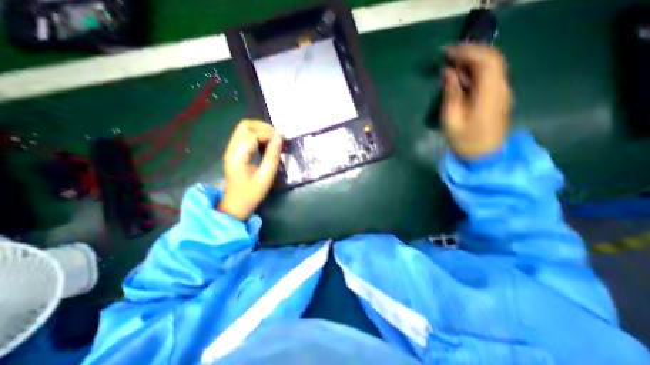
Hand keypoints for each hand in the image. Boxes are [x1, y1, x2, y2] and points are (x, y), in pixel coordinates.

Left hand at [218, 120, 282, 219]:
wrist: (235, 205)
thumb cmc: (251, 194)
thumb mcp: (266, 176)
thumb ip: (272, 156)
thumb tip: (279, 139)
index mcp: (237, 156)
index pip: (253, 135)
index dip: (269, 134)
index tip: (282, 140)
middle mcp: (231, 149)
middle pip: (245, 126)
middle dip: (263, 127)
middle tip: (277, 136)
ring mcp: (231, 150)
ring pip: (244, 129)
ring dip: (260, 130)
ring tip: (273, 138)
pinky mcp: (234, 153)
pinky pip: (244, 136)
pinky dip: (256, 135)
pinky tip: (266, 143)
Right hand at [442, 42, 512, 158]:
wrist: (484, 158)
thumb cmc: (465, 142)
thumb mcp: (451, 120)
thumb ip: (451, 94)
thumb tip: (449, 73)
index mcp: (489, 94)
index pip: (485, 60)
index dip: (467, 52)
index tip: (447, 52)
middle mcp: (501, 88)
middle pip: (491, 59)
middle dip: (469, 53)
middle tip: (447, 56)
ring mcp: (501, 92)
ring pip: (491, 66)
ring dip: (472, 61)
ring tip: (451, 64)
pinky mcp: (497, 98)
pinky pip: (489, 76)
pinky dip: (475, 71)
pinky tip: (461, 76)